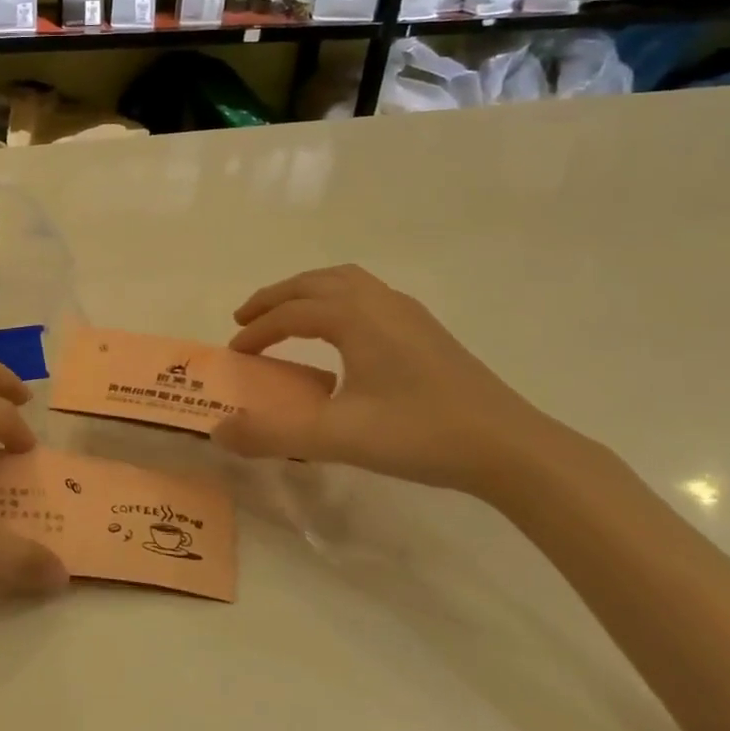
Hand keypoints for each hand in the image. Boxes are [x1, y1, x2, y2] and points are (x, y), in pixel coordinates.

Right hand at [213, 266, 571, 498]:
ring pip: (345, 282)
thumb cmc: (420, 434)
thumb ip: (273, 434)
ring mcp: (408, 313)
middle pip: (314, 283)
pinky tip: (341, 336)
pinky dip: (337, 301)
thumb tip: (218, 432)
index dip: (256, 332)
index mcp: (355, 317)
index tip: (234, 354)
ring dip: (307, 293)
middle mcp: (379, 302)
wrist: (510, 448)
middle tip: (246, 320)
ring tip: (287, 317)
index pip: (290, 314)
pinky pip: (367, 296)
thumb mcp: (337, 438)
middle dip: (275, 298)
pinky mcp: (426, 330)